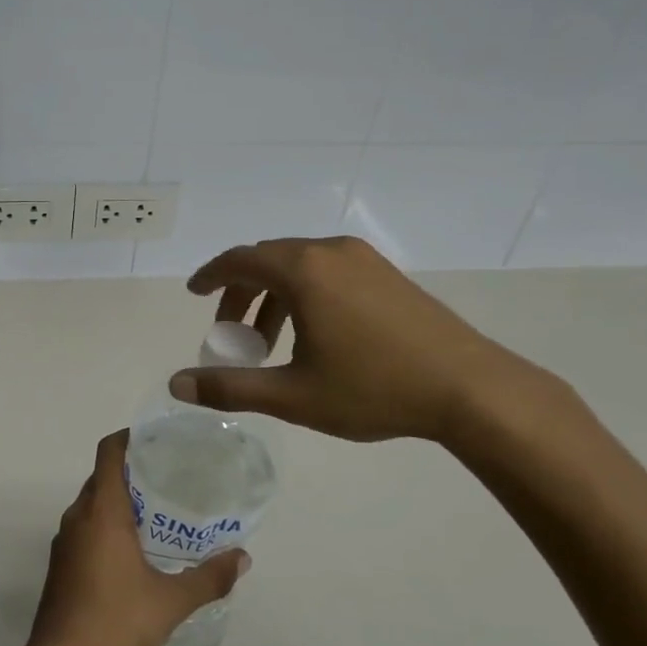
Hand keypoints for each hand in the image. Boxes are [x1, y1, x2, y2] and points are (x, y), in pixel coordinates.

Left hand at [23, 430, 249, 645]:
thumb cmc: (116, 621)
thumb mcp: (171, 600)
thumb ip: (208, 577)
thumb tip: (242, 558)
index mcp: (102, 511)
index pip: (109, 453)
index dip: (129, 438)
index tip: (155, 439)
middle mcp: (77, 517)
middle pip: (102, 477)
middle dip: (131, 472)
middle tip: (168, 478)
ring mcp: (64, 542)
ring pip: (92, 505)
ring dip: (118, 502)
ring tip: (155, 514)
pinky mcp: (60, 566)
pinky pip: (84, 529)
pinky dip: (106, 526)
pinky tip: (132, 552)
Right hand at [171, 236, 552, 444]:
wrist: (470, 389)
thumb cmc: (374, 388)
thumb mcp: (293, 394)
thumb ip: (230, 387)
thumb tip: (176, 384)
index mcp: (303, 270)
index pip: (240, 260)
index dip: (211, 276)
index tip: (194, 293)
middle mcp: (330, 251)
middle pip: (268, 260)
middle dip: (242, 293)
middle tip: (231, 334)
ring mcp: (364, 259)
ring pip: (300, 265)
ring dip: (274, 295)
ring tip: (270, 342)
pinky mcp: (387, 273)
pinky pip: (328, 271)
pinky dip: (304, 293)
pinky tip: (313, 334)